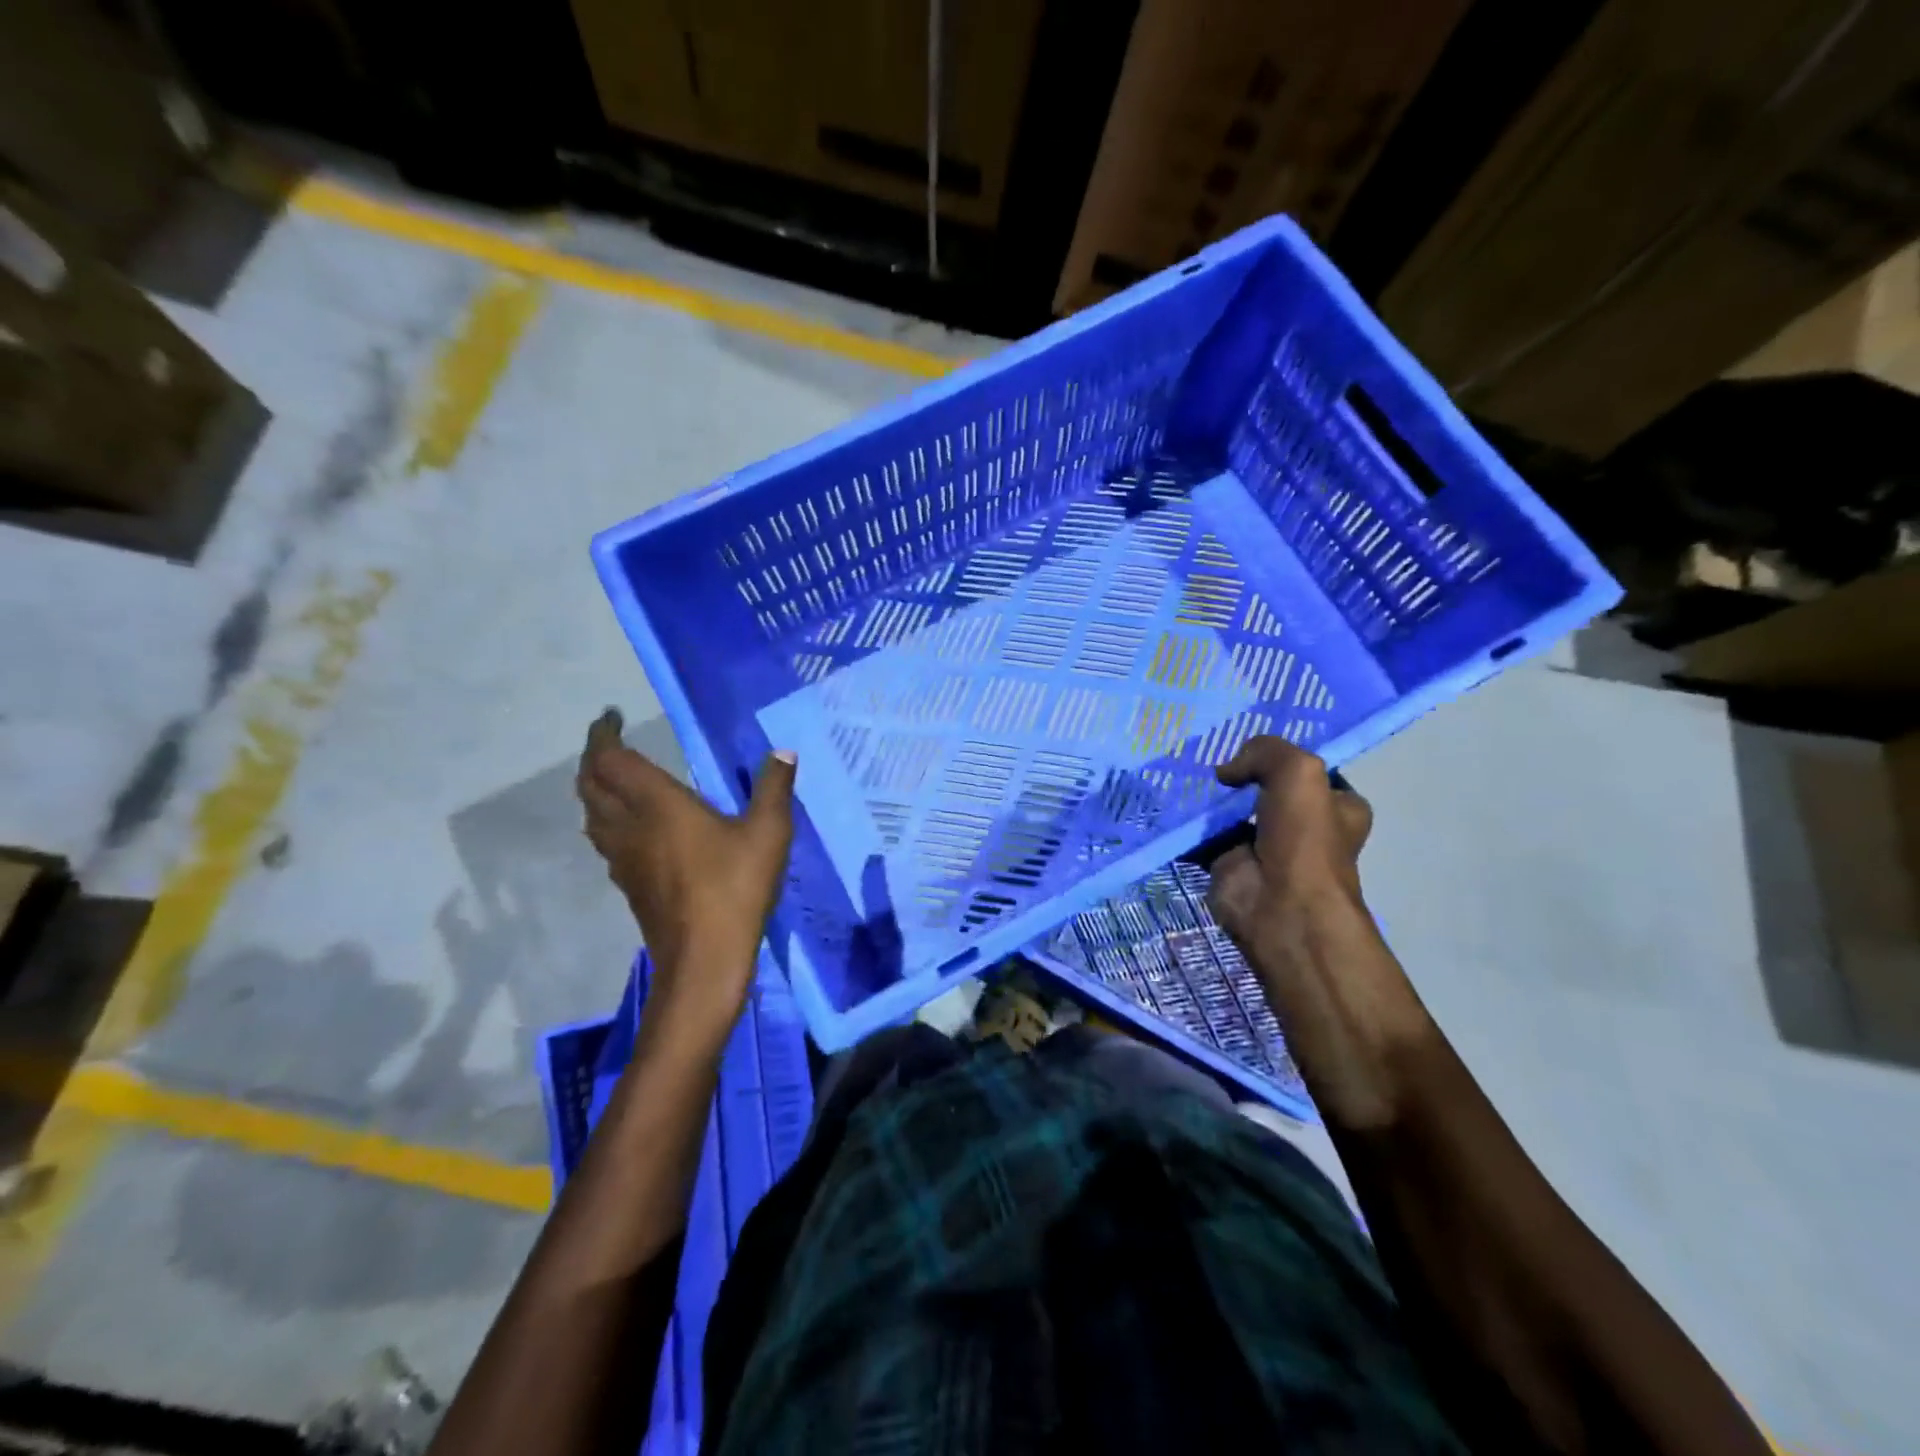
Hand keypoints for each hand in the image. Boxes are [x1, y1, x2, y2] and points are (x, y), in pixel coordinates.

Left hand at [576, 709, 795, 1042]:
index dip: (602, 735)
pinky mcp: (628, 884)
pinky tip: (632, 829)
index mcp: (657, 805)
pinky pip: (604, 840)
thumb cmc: (735, 888)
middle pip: (590, 784)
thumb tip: (784, 751)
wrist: (704, 959)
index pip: (611, 760)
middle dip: (593, 758)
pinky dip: (607, 820)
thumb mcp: (768, 833)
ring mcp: (623, 859)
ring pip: (591, 815)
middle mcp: (630, 826)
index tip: (610, 717)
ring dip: (594, 790)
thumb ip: (774, 787)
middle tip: (611, 744)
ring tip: (615, 780)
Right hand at [1208, 736, 1432, 1128]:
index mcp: (1335, 807)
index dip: (1279, 756)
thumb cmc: (1304, 840)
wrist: (1280, 908)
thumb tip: (1227, 772)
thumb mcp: (1299, 772)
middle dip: (1236, 774)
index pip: (1307, 772)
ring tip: (1178, 770)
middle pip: (1262, 788)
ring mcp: (1262, 846)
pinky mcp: (1227, 864)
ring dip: (1206, 797)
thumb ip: (1265, 751)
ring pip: (1229, 810)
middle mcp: (1301, 826)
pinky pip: (1202, 835)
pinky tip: (1167, 802)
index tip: (1246, 741)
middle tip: (1204, 753)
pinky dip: (1185, 824)